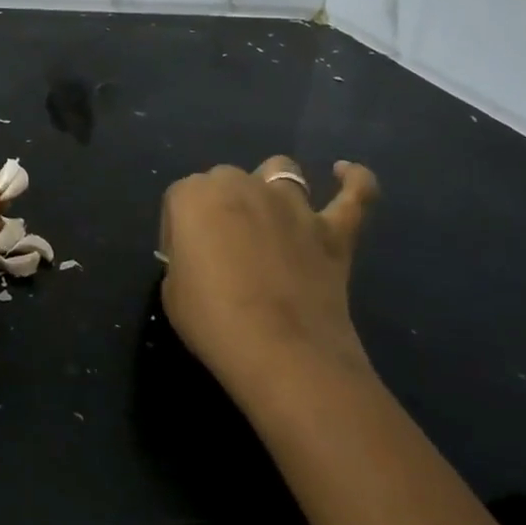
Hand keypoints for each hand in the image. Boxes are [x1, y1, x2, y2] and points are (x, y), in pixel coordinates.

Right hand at [159, 156, 379, 404]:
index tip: (184, 263)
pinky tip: (345, 173)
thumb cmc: (213, 321)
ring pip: (281, 171)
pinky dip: (353, 181)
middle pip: (226, 179)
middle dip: (222, 205)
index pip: (180, 199)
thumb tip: (201, 259)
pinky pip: (354, 194)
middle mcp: (240, 184)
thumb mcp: (171, 290)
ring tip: (271, 215)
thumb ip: (183, 259)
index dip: (180, 230)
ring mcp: (290, 203)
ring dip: (272, 186)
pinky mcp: (333, 229)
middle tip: (224, 250)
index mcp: (193, 195)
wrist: (282, 353)